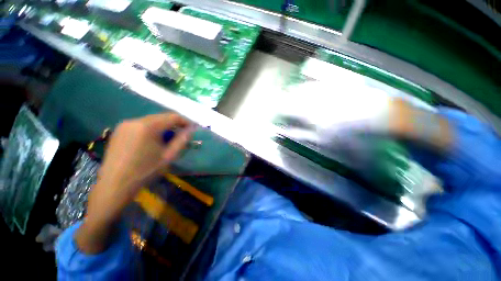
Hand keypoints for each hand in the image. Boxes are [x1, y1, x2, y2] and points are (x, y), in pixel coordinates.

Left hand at [76, 113, 193, 253]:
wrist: (111, 193)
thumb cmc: (143, 176)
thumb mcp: (168, 159)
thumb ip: (181, 142)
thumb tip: (192, 131)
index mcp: (146, 127)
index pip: (172, 117)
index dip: (186, 123)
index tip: (195, 130)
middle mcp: (134, 123)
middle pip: (163, 119)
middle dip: (177, 127)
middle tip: (186, 139)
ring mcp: (124, 128)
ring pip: (153, 124)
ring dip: (166, 132)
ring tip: (172, 145)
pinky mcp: (120, 134)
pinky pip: (144, 129)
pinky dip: (155, 134)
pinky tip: (157, 147)